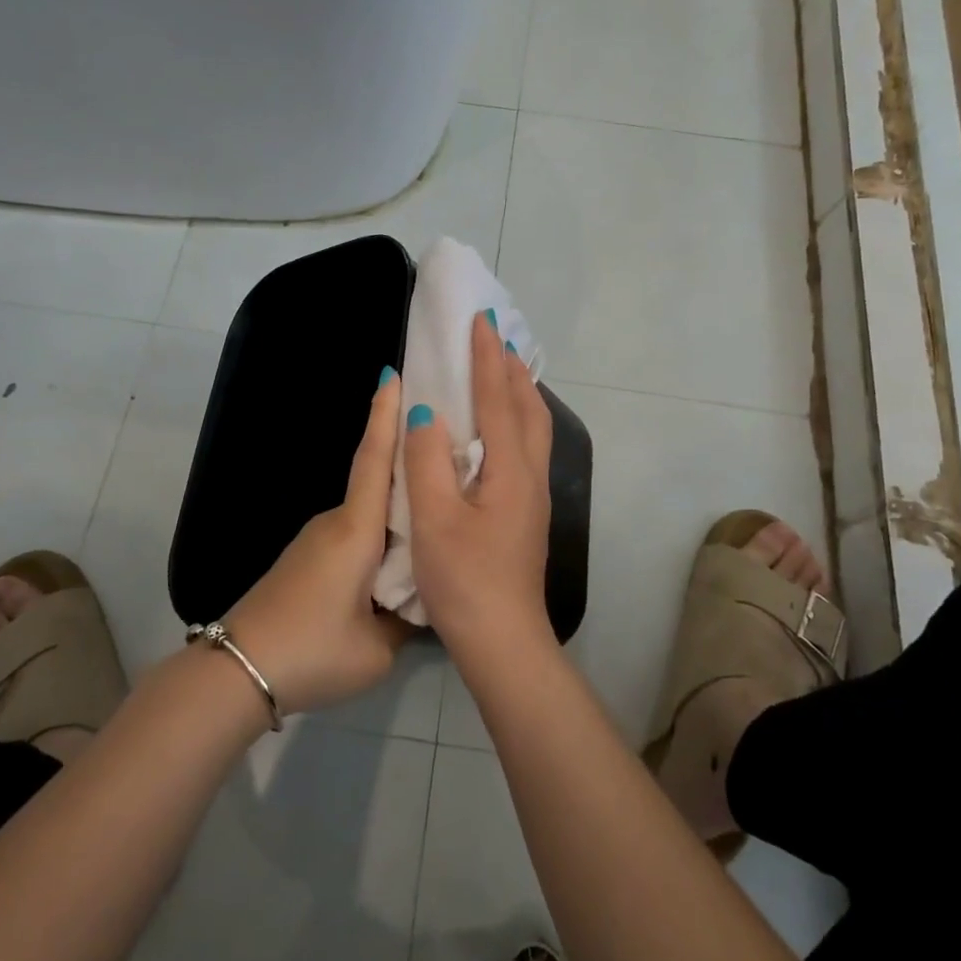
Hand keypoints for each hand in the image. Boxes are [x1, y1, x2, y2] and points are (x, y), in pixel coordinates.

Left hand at [225, 369, 414, 715]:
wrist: (236, 671)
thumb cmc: (313, 650)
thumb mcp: (377, 648)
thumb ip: (408, 618)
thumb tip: (421, 599)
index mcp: (356, 530)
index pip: (375, 460)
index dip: (385, 415)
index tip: (392, 374)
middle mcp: (335, 522)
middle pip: (378, 481)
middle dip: (408, 459)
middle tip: (448, 446)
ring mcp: (316, 540)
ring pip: (367, 512)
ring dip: (397, 505)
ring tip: (436, 508)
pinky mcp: (306, 559)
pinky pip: (353, 534)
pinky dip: (379, 532)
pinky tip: (398, 555)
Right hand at [403, 313, 554, 658]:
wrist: (503, 641)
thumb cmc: (464, 579)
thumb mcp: (433, 518)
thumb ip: (426, 459)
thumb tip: (426, 408)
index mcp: (510, 469)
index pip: (499, 398)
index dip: (487, 357)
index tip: (481, 319)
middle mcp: (531, 474)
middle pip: (528, 407)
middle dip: (511, 368)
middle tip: (494, 338)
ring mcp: (534, 496)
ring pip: (533, 428)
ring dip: (518, 392)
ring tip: (501, 372)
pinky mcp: (528, 513)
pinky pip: (527, 447)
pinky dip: (516, 419)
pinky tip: (499, 430)